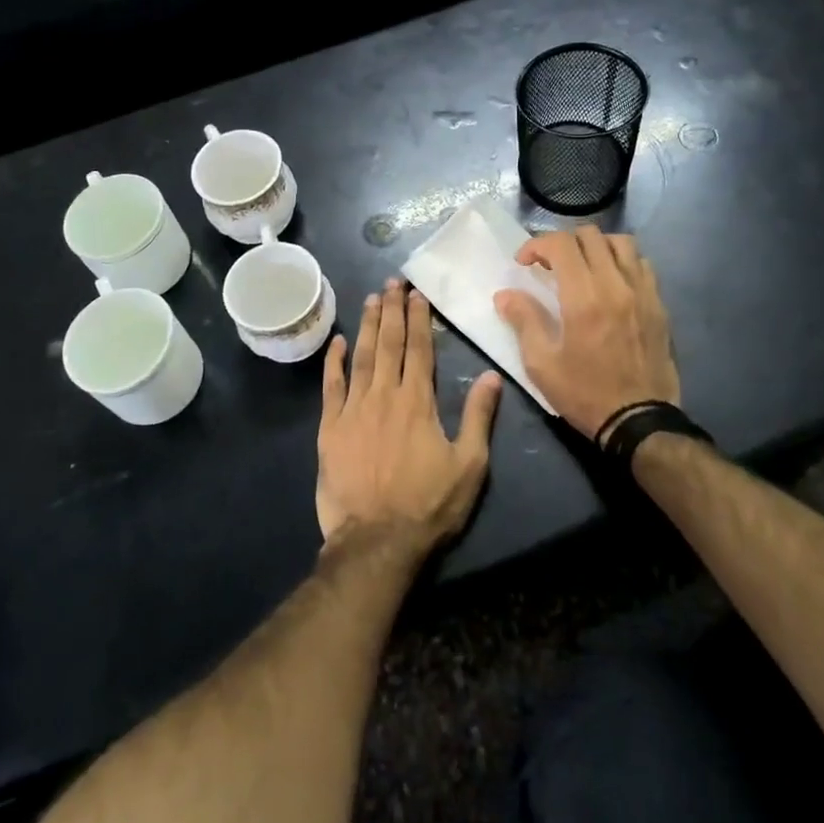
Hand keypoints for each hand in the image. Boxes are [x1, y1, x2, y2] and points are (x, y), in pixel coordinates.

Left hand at [316, 278, 501, 551]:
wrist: (376, 541)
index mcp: (418, 402)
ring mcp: (354, 410)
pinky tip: (338, 341)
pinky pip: (331, 386)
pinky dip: (334, 362)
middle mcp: (384, 396)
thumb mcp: (469, 466)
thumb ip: (478, 417)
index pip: (420, 350)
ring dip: (368, 326)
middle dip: (392, 310)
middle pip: (390, 344)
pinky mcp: (330, 428)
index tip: (417, 294)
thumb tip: (493, 376)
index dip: (419, 319)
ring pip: (362, 357)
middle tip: (392, 281)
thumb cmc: (428, 506)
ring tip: (371, 299)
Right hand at [493, 225, 679, 441]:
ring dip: (595, 246)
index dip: (537, 245)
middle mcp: (615, 284)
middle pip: (590, 236)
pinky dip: (622, 261)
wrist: (639, 421)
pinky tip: (611, 281)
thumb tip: (505, 294)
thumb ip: (524, 321)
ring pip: (621, 242)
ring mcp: (642, 292)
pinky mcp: (658, 304)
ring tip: (582, 266)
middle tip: (549, 264)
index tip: (524, 263)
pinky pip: (642, 264)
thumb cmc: (584, 393)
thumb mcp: (542, 364)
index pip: (561, 244)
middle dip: (563, 242)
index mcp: (583, 297)